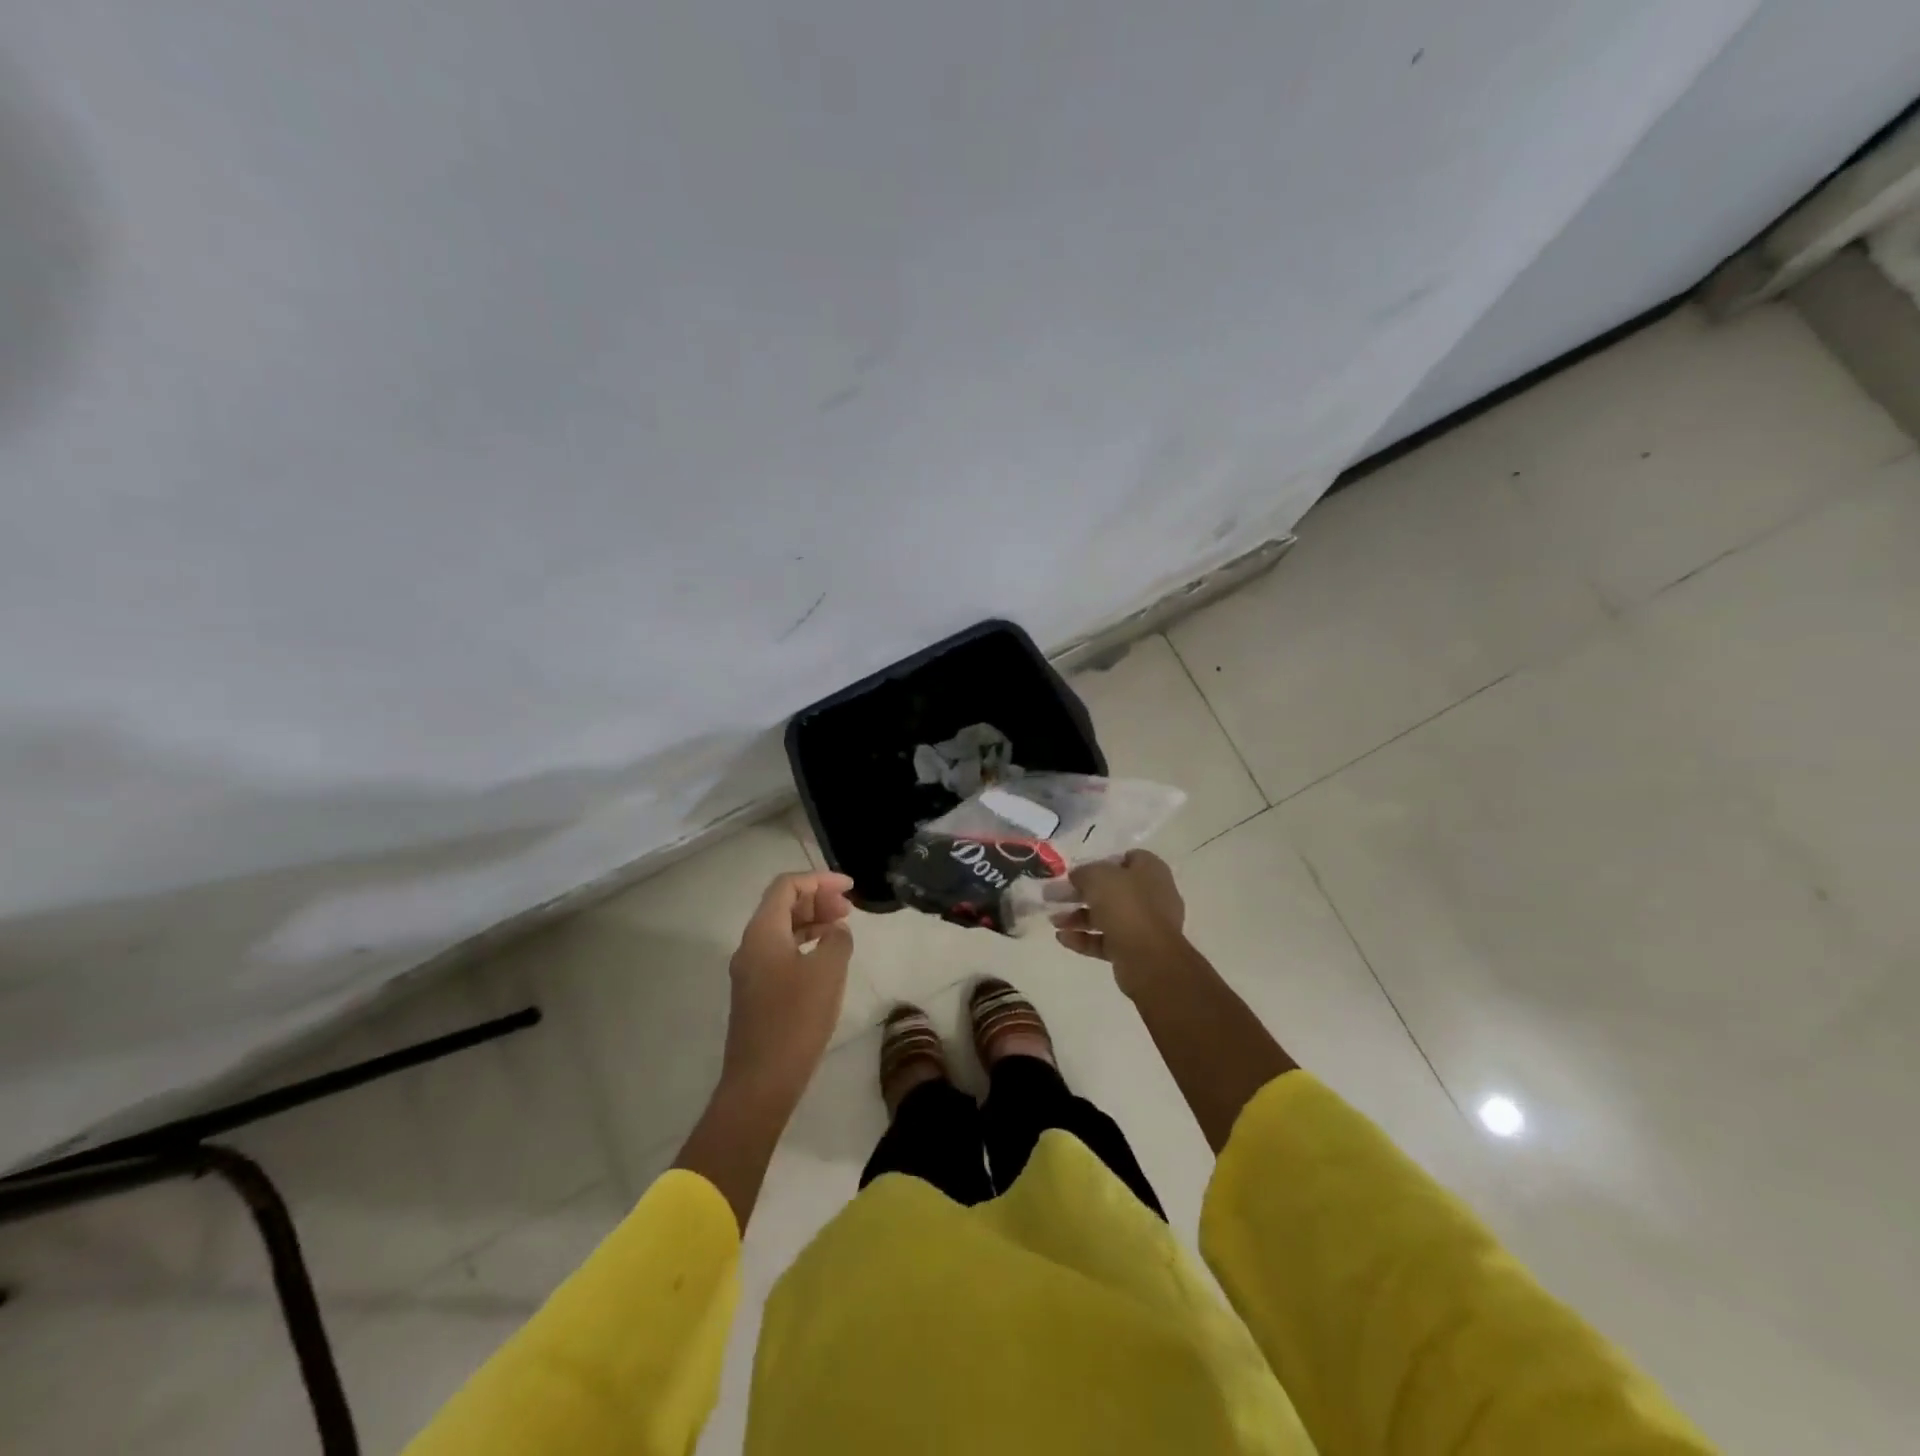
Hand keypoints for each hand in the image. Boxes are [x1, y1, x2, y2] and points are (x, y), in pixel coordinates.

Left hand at [722, 871, 855, 1095]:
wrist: (761, 1081)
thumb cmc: (796, 1018)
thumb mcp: (828, 971)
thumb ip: (837, 939)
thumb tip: (836, 931)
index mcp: (762, 932)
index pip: (787, 886)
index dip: (819, 880)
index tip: (849, 888)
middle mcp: (751, 945)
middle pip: (782, 905)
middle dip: (817, 899)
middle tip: (849, 909)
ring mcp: (751, 971)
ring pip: (782, 930)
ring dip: (812, 922)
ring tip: (843, 929)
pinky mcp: (757, 993)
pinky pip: (781, 952)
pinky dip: (805, 944)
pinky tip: (827, 958)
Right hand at [1054, 850, 1187, 994]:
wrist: (1148, 959)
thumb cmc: (1126, 906)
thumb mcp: (1097, 877)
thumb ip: (1084, 872)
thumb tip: (1077, 877)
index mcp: (1151, 872)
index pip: (1129, 859)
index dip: (1104, 862)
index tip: (1080, 870)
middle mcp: (1151, 896)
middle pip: (1113, 890)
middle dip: (1082, 893)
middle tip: (1056, 896)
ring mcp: (1144, 926)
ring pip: (1107, 917)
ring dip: (1079, 917)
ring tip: (1054, 921)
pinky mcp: (1134, 951)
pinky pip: (1106, 941)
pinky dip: (1084, 938)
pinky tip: (1062, 938)